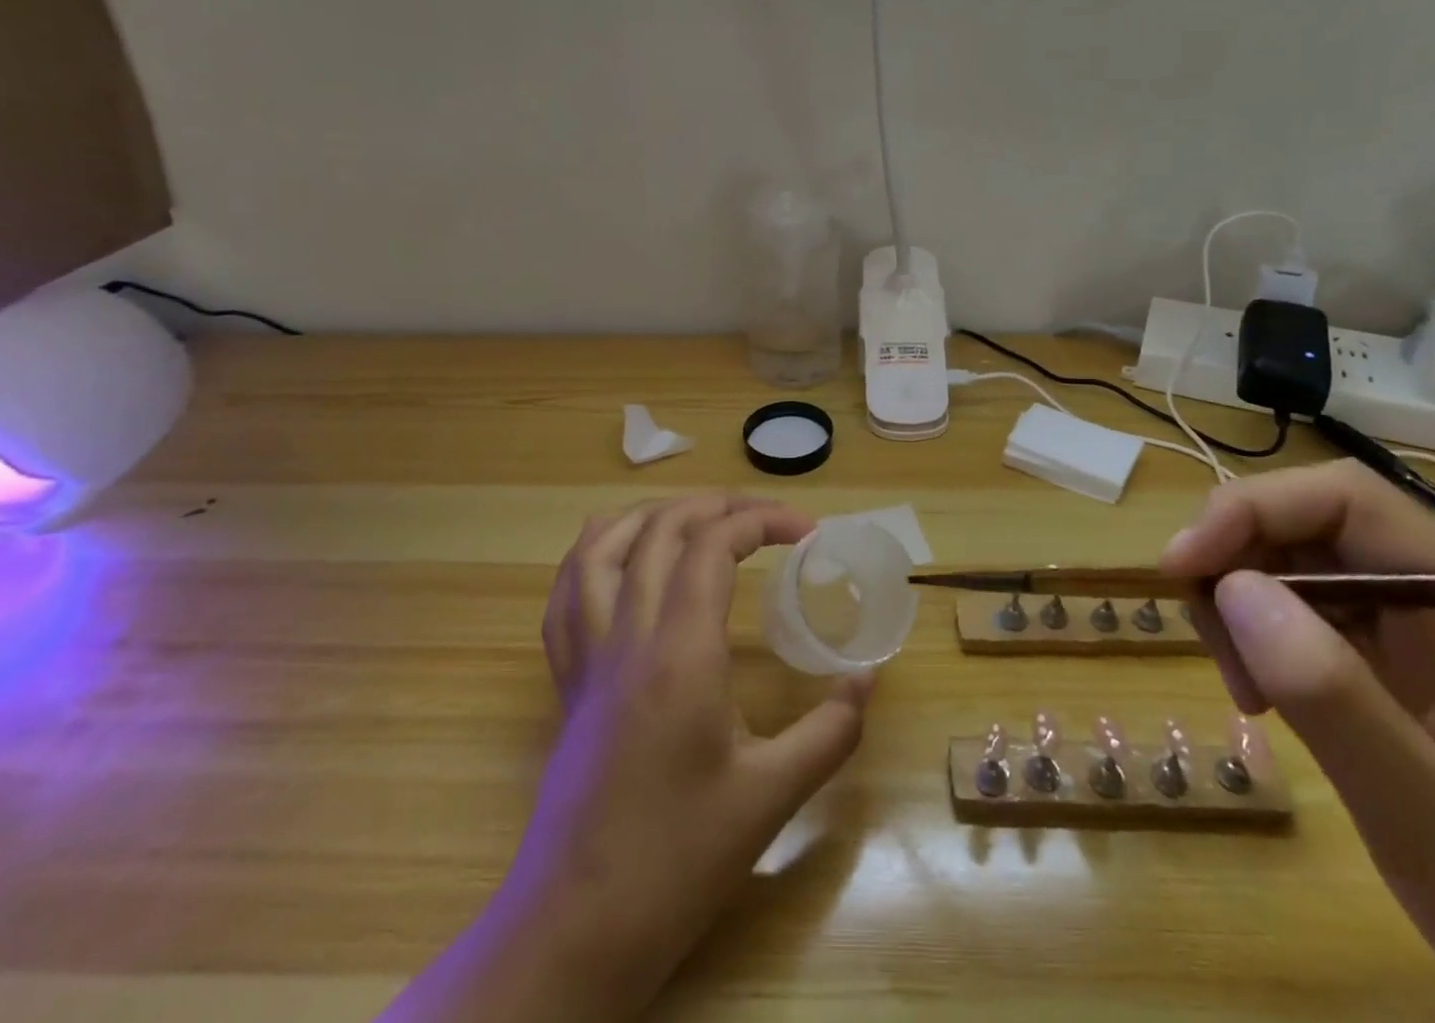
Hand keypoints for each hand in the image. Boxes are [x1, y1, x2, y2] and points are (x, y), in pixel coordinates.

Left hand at [379, 494, 872, 1022]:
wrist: (578, 928)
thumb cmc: (678, 860)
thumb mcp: (770, 798)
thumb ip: (829, 731)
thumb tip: (868, 678)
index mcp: (680, 653)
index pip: (714, 545)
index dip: (763, 520)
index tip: (807, 532)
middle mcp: (627, 636)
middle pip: (663, 529)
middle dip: (719, 505)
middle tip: (765, 516)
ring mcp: (588, 655)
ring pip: (603, 547)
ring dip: (653, 514)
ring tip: (697, 514)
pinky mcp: (567, 680)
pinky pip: (566, 592)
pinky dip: (594, 551)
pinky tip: (619, 550)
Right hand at [1160, 460, 1434, 1022]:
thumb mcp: (1433, 820)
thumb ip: (1332, 697)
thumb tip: (1231, 587)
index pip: (1347, 502)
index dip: (1252, 509)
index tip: (1184, 565)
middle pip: (1311, 530)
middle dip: (1237, 564)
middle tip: (1208, 641)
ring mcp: (1424, 642)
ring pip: (1299, 572)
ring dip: (1242, 608)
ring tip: (1243, 690)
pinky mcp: (1400, 677)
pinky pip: (1308, 622)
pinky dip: (1263, 645)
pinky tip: (1262, 700)